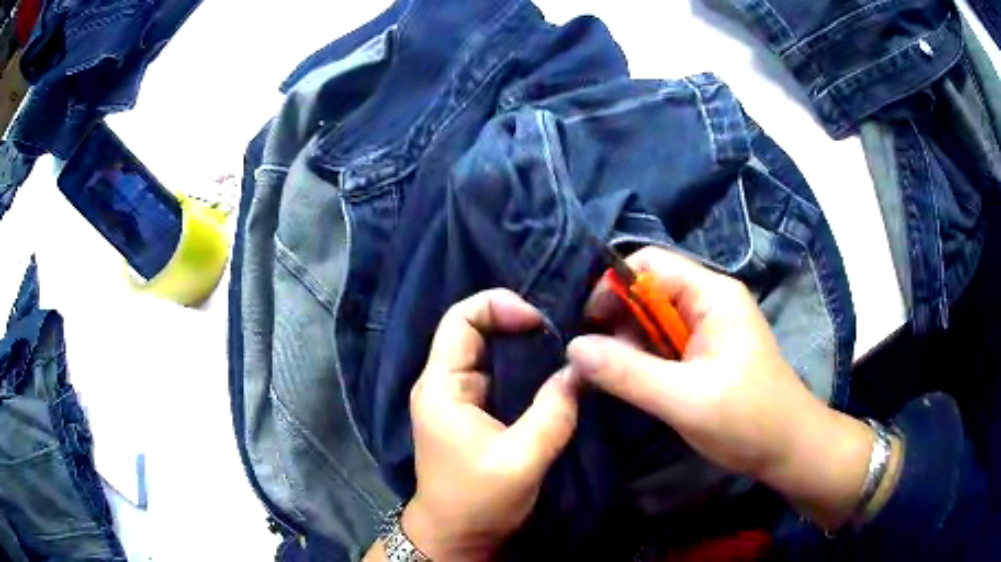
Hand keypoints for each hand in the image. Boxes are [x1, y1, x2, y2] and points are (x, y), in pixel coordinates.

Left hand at [403, 289, 579, 559]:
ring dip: (520, 343)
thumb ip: (553, 412)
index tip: (538, 320)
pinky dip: (522, 364)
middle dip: (514, 321)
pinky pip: (497, 373)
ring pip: (487, 350)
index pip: (459, 320)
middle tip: (558, 329)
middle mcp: (444, 383)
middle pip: (473, 329)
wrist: (456, 535)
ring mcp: (457, 398)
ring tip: (560, 343)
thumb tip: (579, 369)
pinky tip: (548, 369)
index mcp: (441, 386)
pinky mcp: (472, 412)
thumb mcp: (522, 459)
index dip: (496, 306)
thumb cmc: (478, 501)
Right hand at [567, 247, 876, 528]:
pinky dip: (642, 358)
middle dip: (616, 318)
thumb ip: (628, 372)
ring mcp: (709, 327)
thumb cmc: (747, 420)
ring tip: (609, 375)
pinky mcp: (705, 352)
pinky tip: (632, 381)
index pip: (648, 264)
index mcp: (712, 294)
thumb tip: (574, 347)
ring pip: (652, 319)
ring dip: (627, 342)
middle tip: (592, 359)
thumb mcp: (685, 399)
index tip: (587, 326)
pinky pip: (663, 342)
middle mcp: (709, 301)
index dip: (612, 286)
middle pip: (648, 289)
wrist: (788, 448)